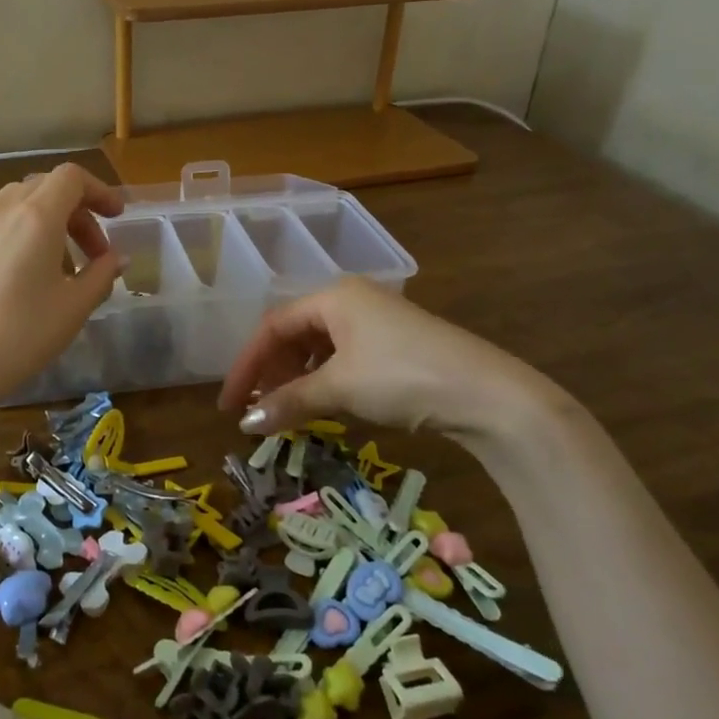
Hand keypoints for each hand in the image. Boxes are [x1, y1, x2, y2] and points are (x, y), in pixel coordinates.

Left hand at [0, 163, 124, 410]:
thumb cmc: (22, 335)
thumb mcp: (74, 307)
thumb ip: (101, 274)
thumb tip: (116, 258)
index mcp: (36, 216)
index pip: (71, 178)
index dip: (98, 191)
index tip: (115, 218)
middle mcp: (1, 211)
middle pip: (44, 188)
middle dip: (75, 211)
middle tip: (92, 252)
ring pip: (14, 204)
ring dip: (44, 222)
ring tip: (56, 265)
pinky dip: (16, 236)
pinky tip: (17, 278)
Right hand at [218, 277, 557, 438]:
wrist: (489, 395)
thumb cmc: (402, 377)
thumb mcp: (340, 388)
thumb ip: (289, 401)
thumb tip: (246, 423)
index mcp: (334, 296)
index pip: (273, 326)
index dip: (247, 365)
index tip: (229, 403)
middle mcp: (352, 300)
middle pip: (295, 333)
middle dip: (271, 371)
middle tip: (257, 408)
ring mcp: (377, 321)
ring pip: (320, 347)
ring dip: (297, 378)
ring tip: (285, 410)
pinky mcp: (397, 345)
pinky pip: (344, 357)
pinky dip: (325, 380)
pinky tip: (323, 403)